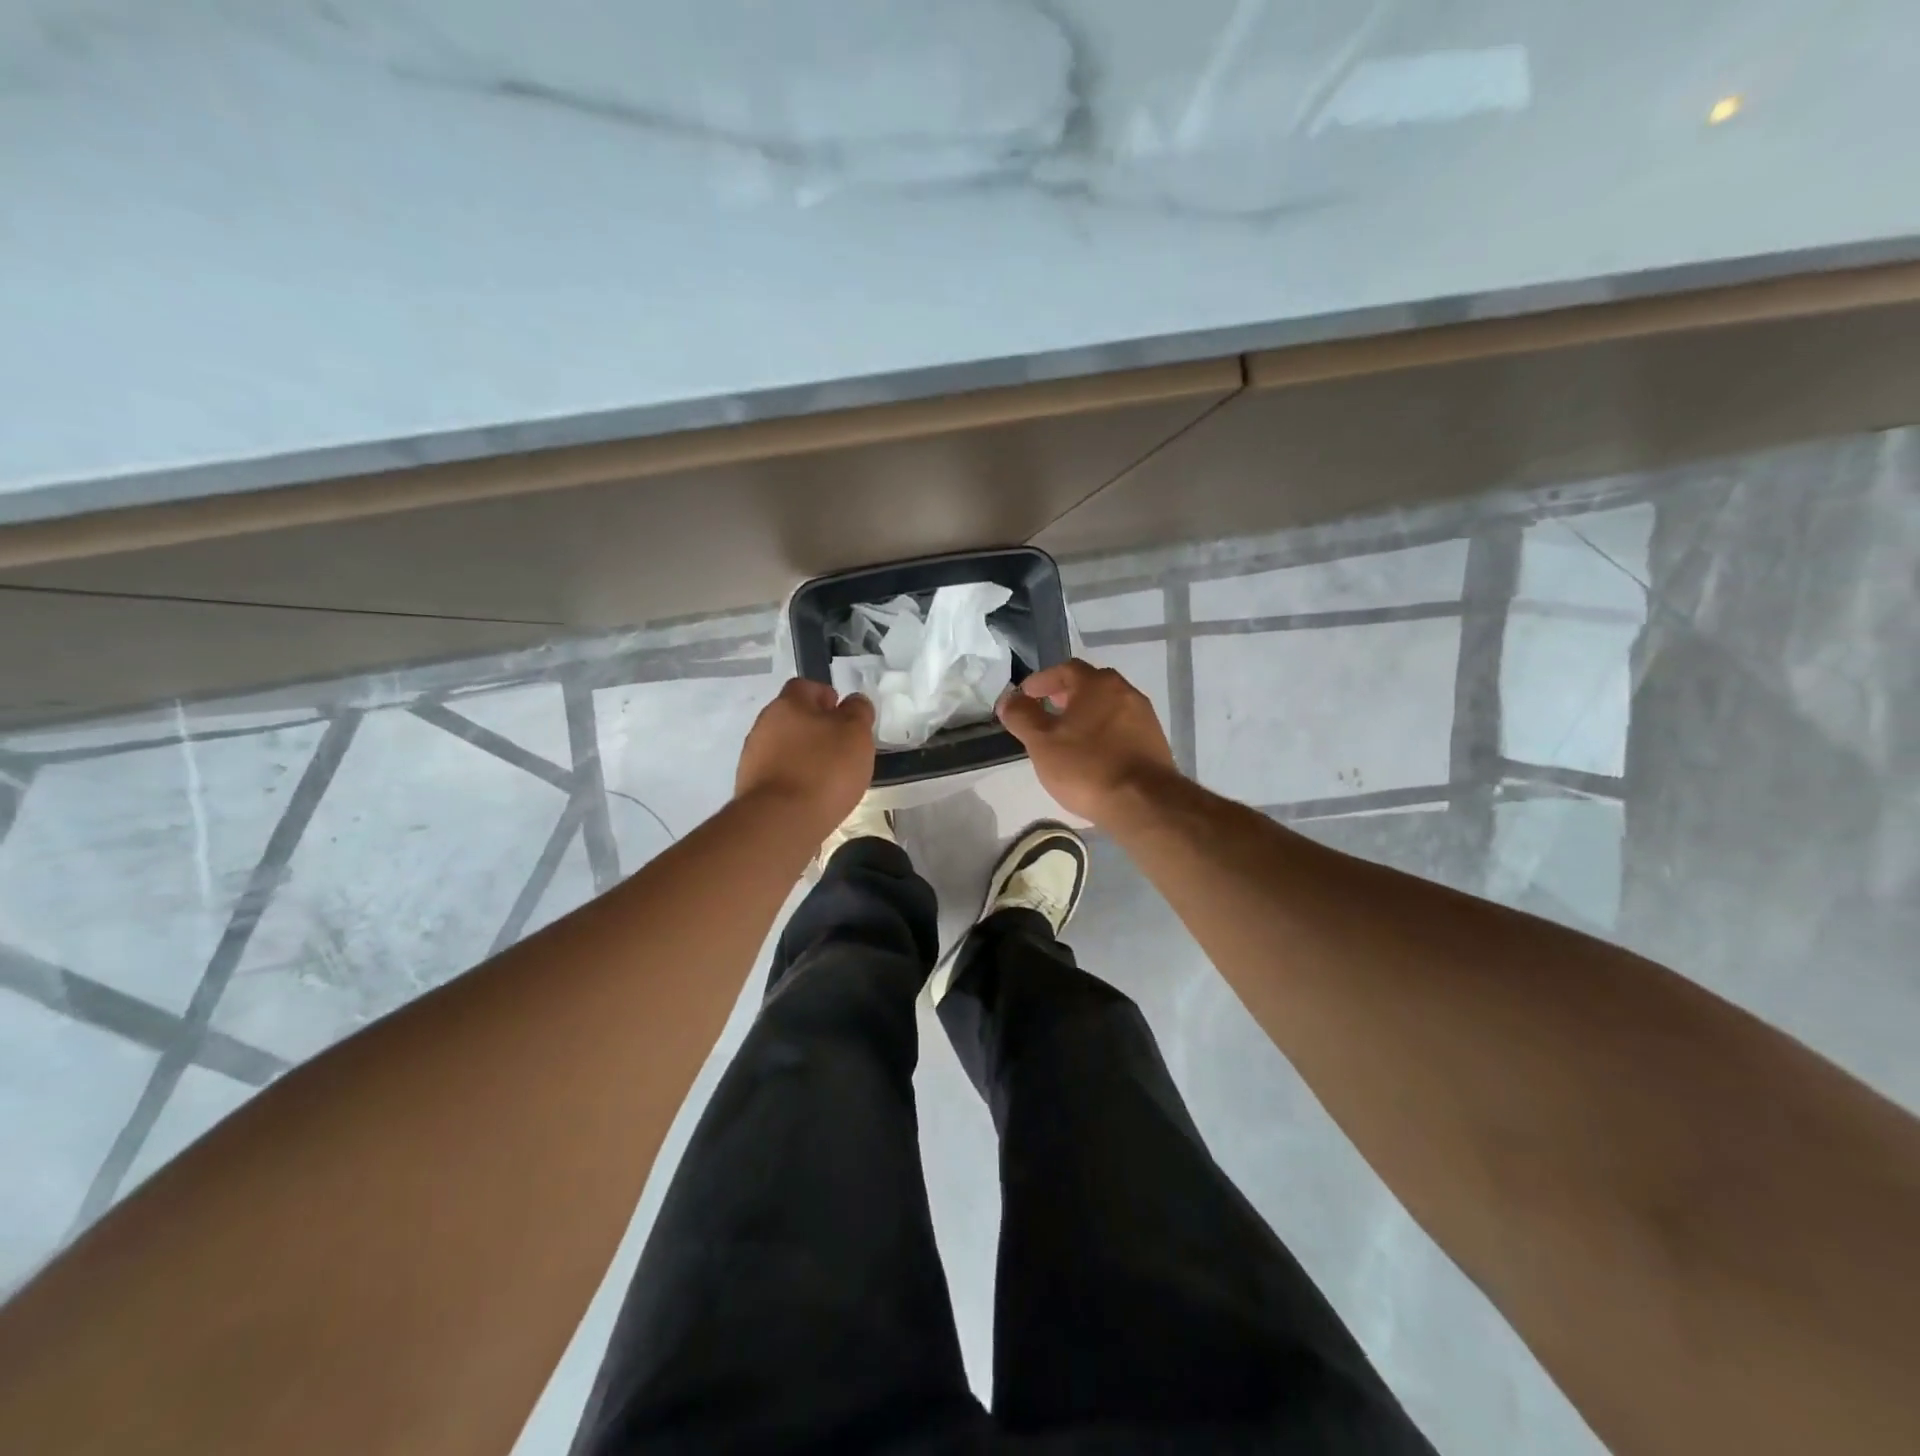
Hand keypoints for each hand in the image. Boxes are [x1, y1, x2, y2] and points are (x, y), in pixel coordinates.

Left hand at [735, 678, 875, 831]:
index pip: (807, 687)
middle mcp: (764, 724)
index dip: (827, 697)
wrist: (780, 822)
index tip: (845, 716)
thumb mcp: (856, 735)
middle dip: (816, 729)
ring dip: (804, 756)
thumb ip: (858, 712)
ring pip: (785, 747)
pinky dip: (794, 779)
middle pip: (793, 718)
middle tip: (842, 748)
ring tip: (829, 777)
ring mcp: (753, 757)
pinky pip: (778, 773)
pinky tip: (811, 796)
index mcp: (788, 704)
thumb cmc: (824, 770)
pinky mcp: (751, 787)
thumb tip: (854, 702)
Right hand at [996, 658, 1178, 823]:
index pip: (1066, 669)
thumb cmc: (1086, 767)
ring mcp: (1144, 717)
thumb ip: (1022, 717)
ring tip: (1067, 735)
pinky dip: (1102, 732)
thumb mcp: (1042, 742)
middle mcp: (1126, 692)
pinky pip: (1121, 727)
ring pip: (1108, 707)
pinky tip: (1092, 753)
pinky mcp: (1154, 742)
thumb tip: (1008, 699)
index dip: (1042, 680)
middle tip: (1046, 710)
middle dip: (1065, 695)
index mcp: (1098, 684)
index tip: (1025, 695)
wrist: (1143, 803)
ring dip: (1085, 714)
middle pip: (1090, 685)